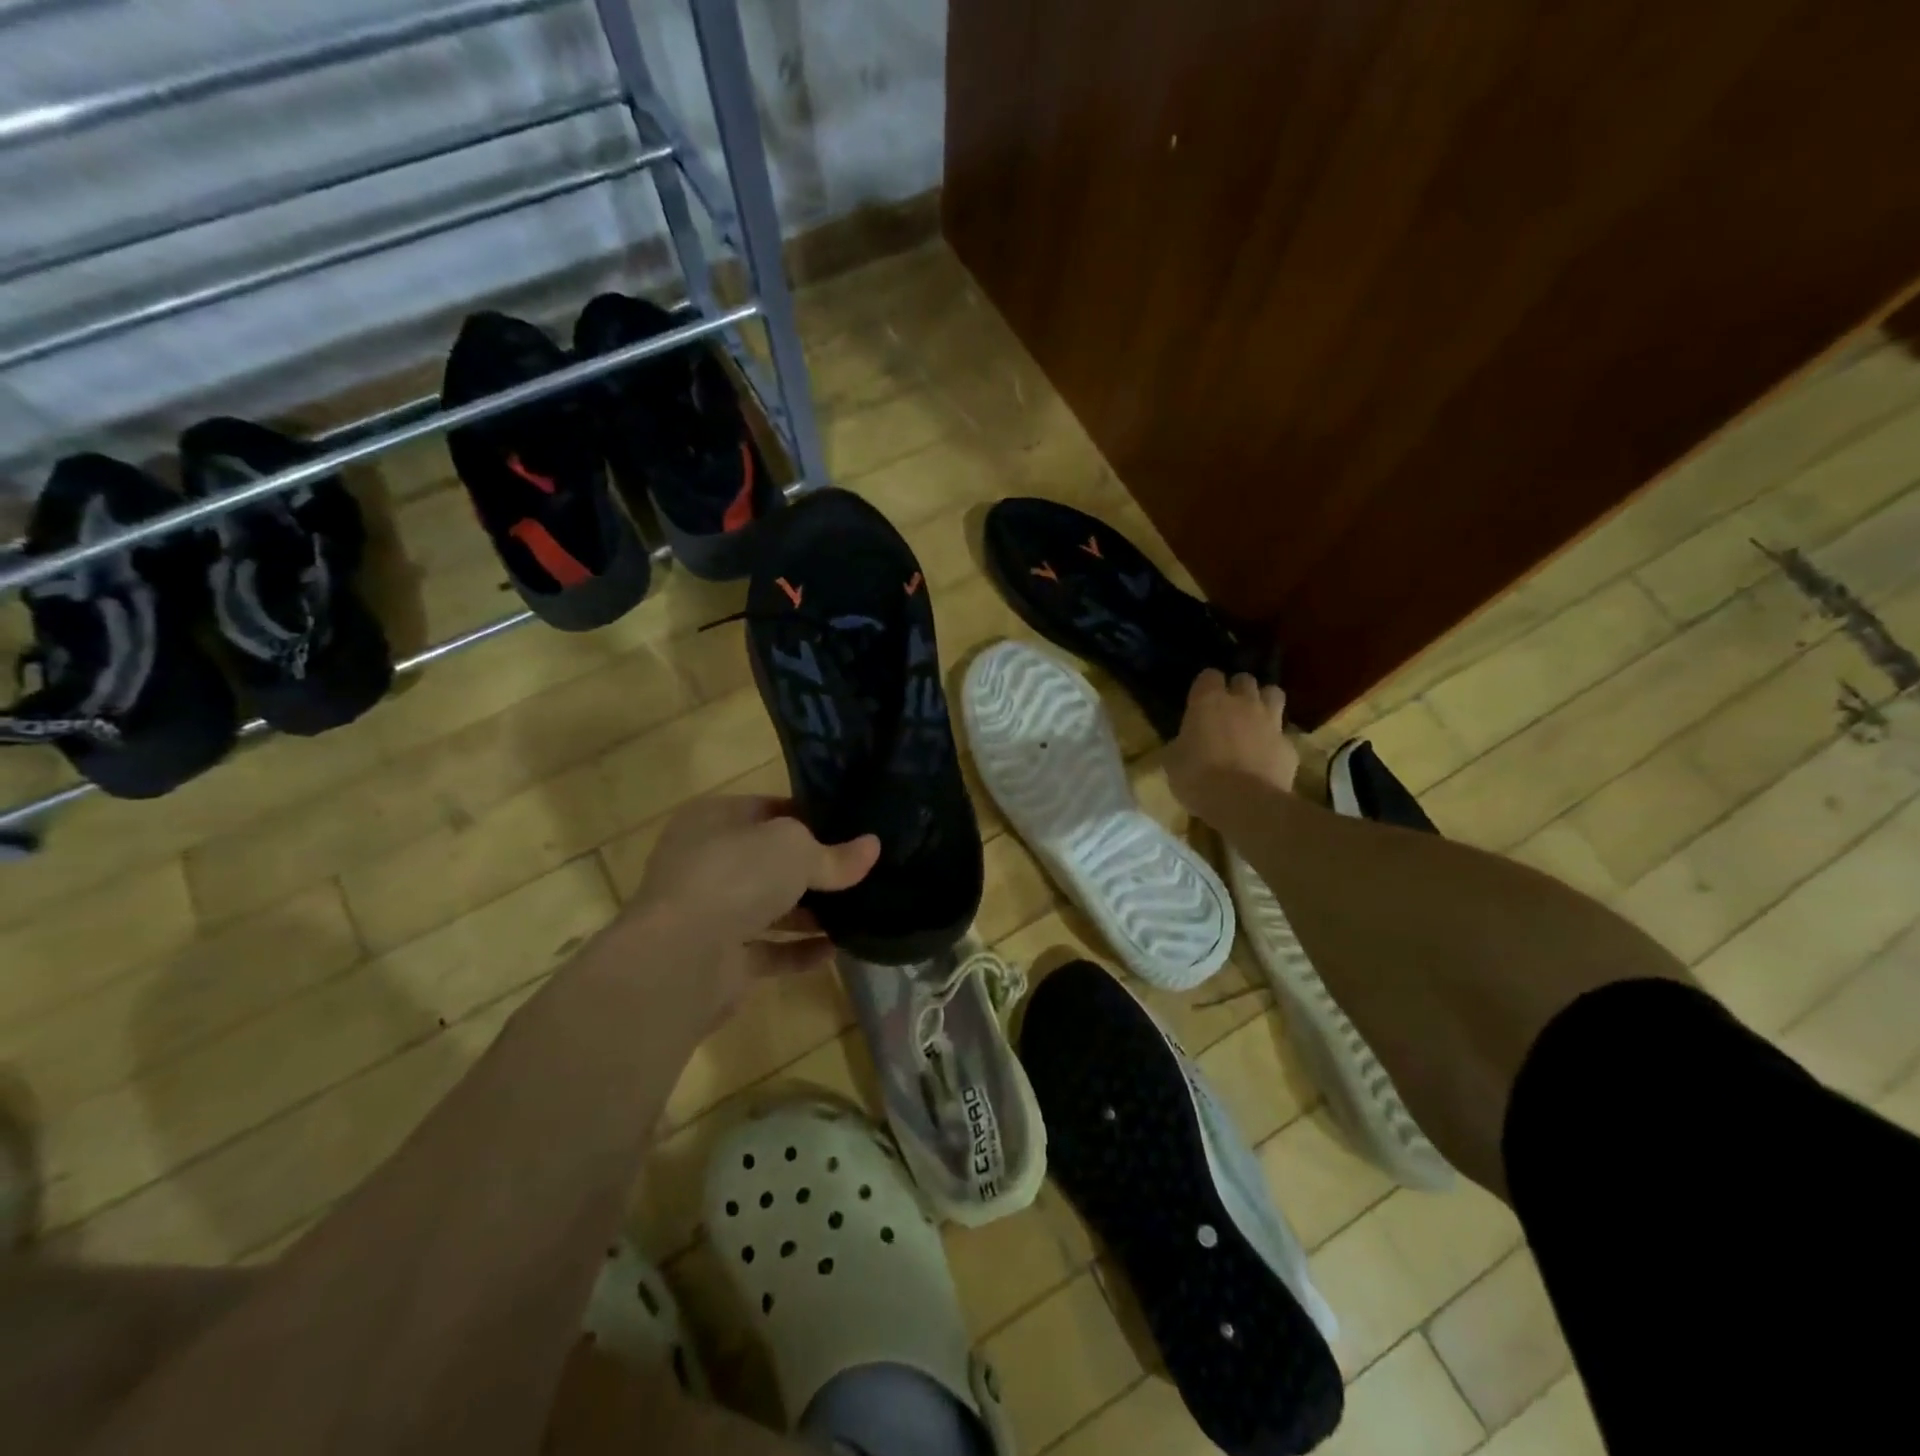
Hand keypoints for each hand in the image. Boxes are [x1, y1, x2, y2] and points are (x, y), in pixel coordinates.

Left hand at [630, 795, 878, 994]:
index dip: (810, 815)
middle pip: (769, 860)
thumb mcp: (795, 850)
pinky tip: (837, 950)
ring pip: (769, 906)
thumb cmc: (735, 876)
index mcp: (713, 819)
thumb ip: (834, 853)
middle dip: (813, 867)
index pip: (768, 808)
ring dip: (810, 912)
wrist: (681, 958)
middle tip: (861, 869)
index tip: (851, 825)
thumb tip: (872, 847)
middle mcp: (706, 862)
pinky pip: (769, 950)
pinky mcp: (719, 959)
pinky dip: (800, 950)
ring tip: (859, 910)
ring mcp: (710, 913)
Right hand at [1166, 670, 1297, 823]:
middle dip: (1238, 690)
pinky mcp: (1289, 746)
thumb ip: (1180, 744)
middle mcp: (1243, 703)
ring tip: (1254, 721)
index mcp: (1208, 702)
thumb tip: (1183, 744)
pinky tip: (1266, 758)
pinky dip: (1275, 742)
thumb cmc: (1198, 778)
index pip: (1209, 675)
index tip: (1199, 701)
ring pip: (1274, 695)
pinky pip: (1283, 735)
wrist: (1244, 803)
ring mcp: (1270, 722)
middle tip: (1228, 710)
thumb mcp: (1172, 762)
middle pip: (1245, 680)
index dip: (1205, 686)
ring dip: (1264, 703)